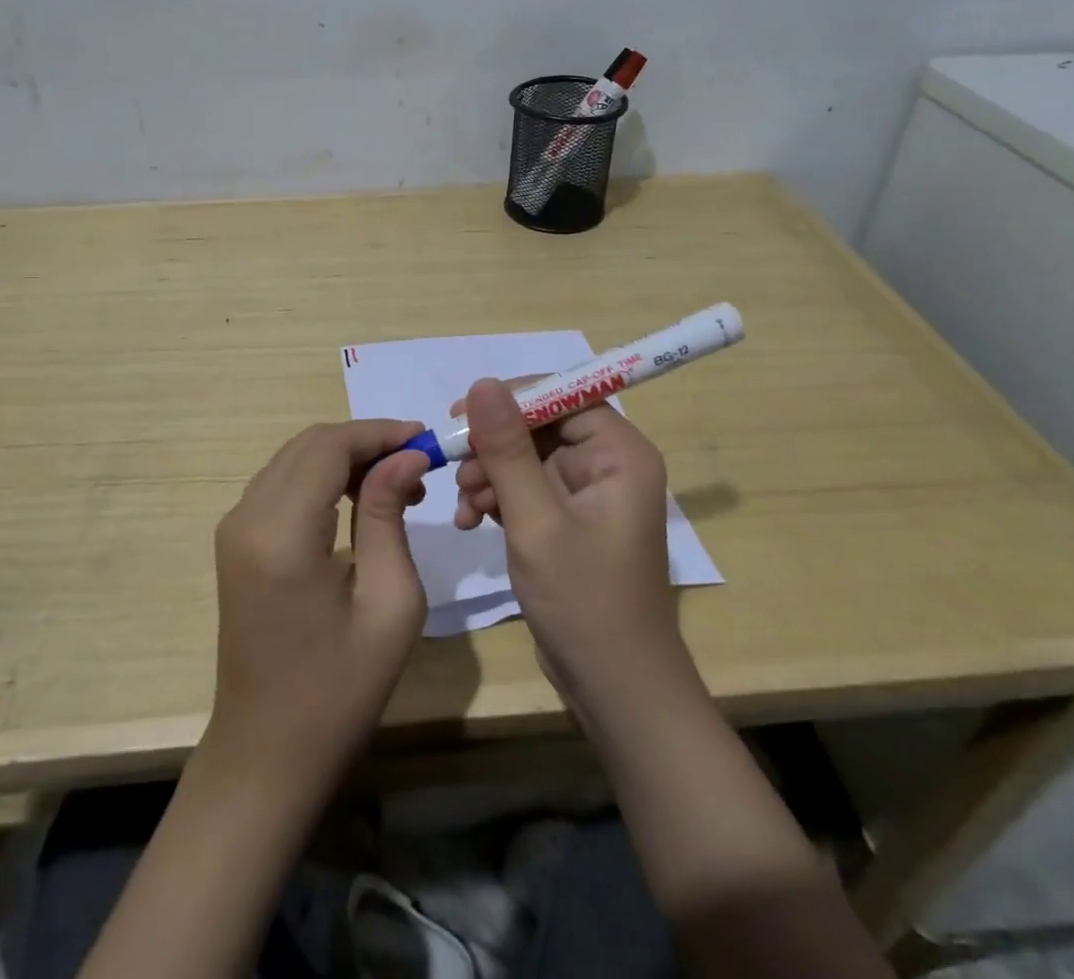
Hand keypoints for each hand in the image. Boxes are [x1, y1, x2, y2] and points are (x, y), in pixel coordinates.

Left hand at [206, 420, 431, 789]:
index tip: (427, 441)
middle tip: (417, 466)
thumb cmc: (339, 690)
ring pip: (295, 458)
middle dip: (366, 442)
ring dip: (345, 458)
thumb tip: (405, 456)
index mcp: (281, 533)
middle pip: (310, 444)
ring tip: (398, 486)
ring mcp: (234, 528)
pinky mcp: (236, 541)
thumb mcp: (388, 602)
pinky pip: (282, 484)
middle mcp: (246, 517)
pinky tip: (359, 502)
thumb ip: (389, 515)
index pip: (329, 446)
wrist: (267, 754)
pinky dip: (323, 477)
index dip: (379, 433)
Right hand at [458, 378, 693, 720]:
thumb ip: (507, 450)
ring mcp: (588, 494)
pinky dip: (496, 499)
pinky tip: (469, 521)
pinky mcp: (569, 521)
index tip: (461, 414)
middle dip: (494, 446)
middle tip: (453, 466)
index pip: (562, 396)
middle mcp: (608, 464)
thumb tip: (483, 383)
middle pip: (540, 426)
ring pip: (526, 458)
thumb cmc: (584, 601)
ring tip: (462, 505)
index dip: (511, 399)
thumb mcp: (535, 520)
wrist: (615, 689)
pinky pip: (526, 489)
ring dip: (489, 474)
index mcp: (620, 454)